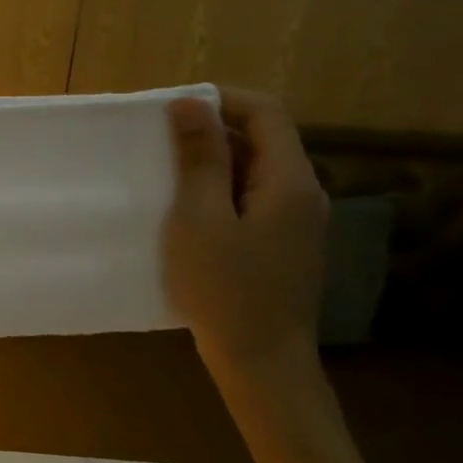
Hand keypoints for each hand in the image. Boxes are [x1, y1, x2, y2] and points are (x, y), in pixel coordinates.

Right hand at [163, 88, 328, 387]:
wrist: (261, 362)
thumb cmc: (225, 288)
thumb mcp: (200, 217)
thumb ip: (200, 158)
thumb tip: (192, 103)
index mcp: (291, 181)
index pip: (266, 112)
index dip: (221, 100)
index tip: (172, 110)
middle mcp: (303, 193)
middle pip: (263, 138)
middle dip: (211, 130)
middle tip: (159, 142)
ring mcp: (296, 221)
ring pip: (255, 169)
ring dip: (212, 162)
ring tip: (166, 174)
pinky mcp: (282, 243)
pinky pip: (252, 197)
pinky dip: (220, 190)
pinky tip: (187, 210)